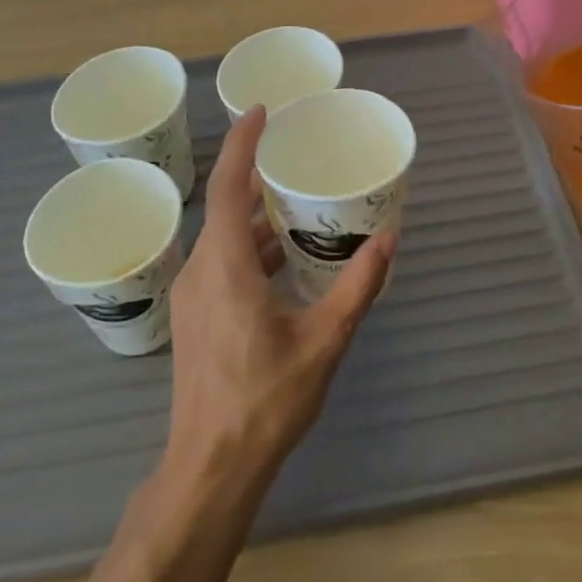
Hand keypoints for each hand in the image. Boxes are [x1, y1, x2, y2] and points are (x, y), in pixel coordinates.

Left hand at [164, 107, 395, 488]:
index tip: (261, 112)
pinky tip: (282, 260)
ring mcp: (192, 296)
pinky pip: (220, 261)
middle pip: (223, 207)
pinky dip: (248, 246)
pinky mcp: (194, 318)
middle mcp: (200, 271)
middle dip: (254, 176)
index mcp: (225, 266)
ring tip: (296, 205)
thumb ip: (358, 286)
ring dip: (254, 217)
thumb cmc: (265, 401)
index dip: (241, 145)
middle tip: (294, 156)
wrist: (210, 469)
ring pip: (221, 237)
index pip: (226, 187)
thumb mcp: (324, 340)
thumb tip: (389, 240)